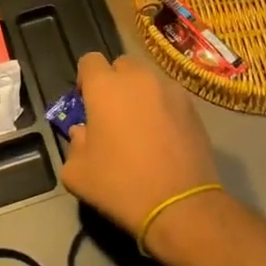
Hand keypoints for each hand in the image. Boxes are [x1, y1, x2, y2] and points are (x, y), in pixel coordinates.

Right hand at [59, 52, 220, 251]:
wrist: (180, 204)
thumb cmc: (121, 185)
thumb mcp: (77, 174)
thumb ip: (73, 145)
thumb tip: (83, 133)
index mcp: (105, 87)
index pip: (89, 61)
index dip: (85, 78)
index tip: (86, 101)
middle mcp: (138, 78)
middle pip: (121, 65)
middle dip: (114, 82)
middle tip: (112, 113)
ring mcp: (169, 90)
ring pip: (148, 79)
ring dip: (139, 93)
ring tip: (140, 124)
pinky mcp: (192, 106)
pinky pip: (169, 96)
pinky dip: (162, 106)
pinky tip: (163, 135)